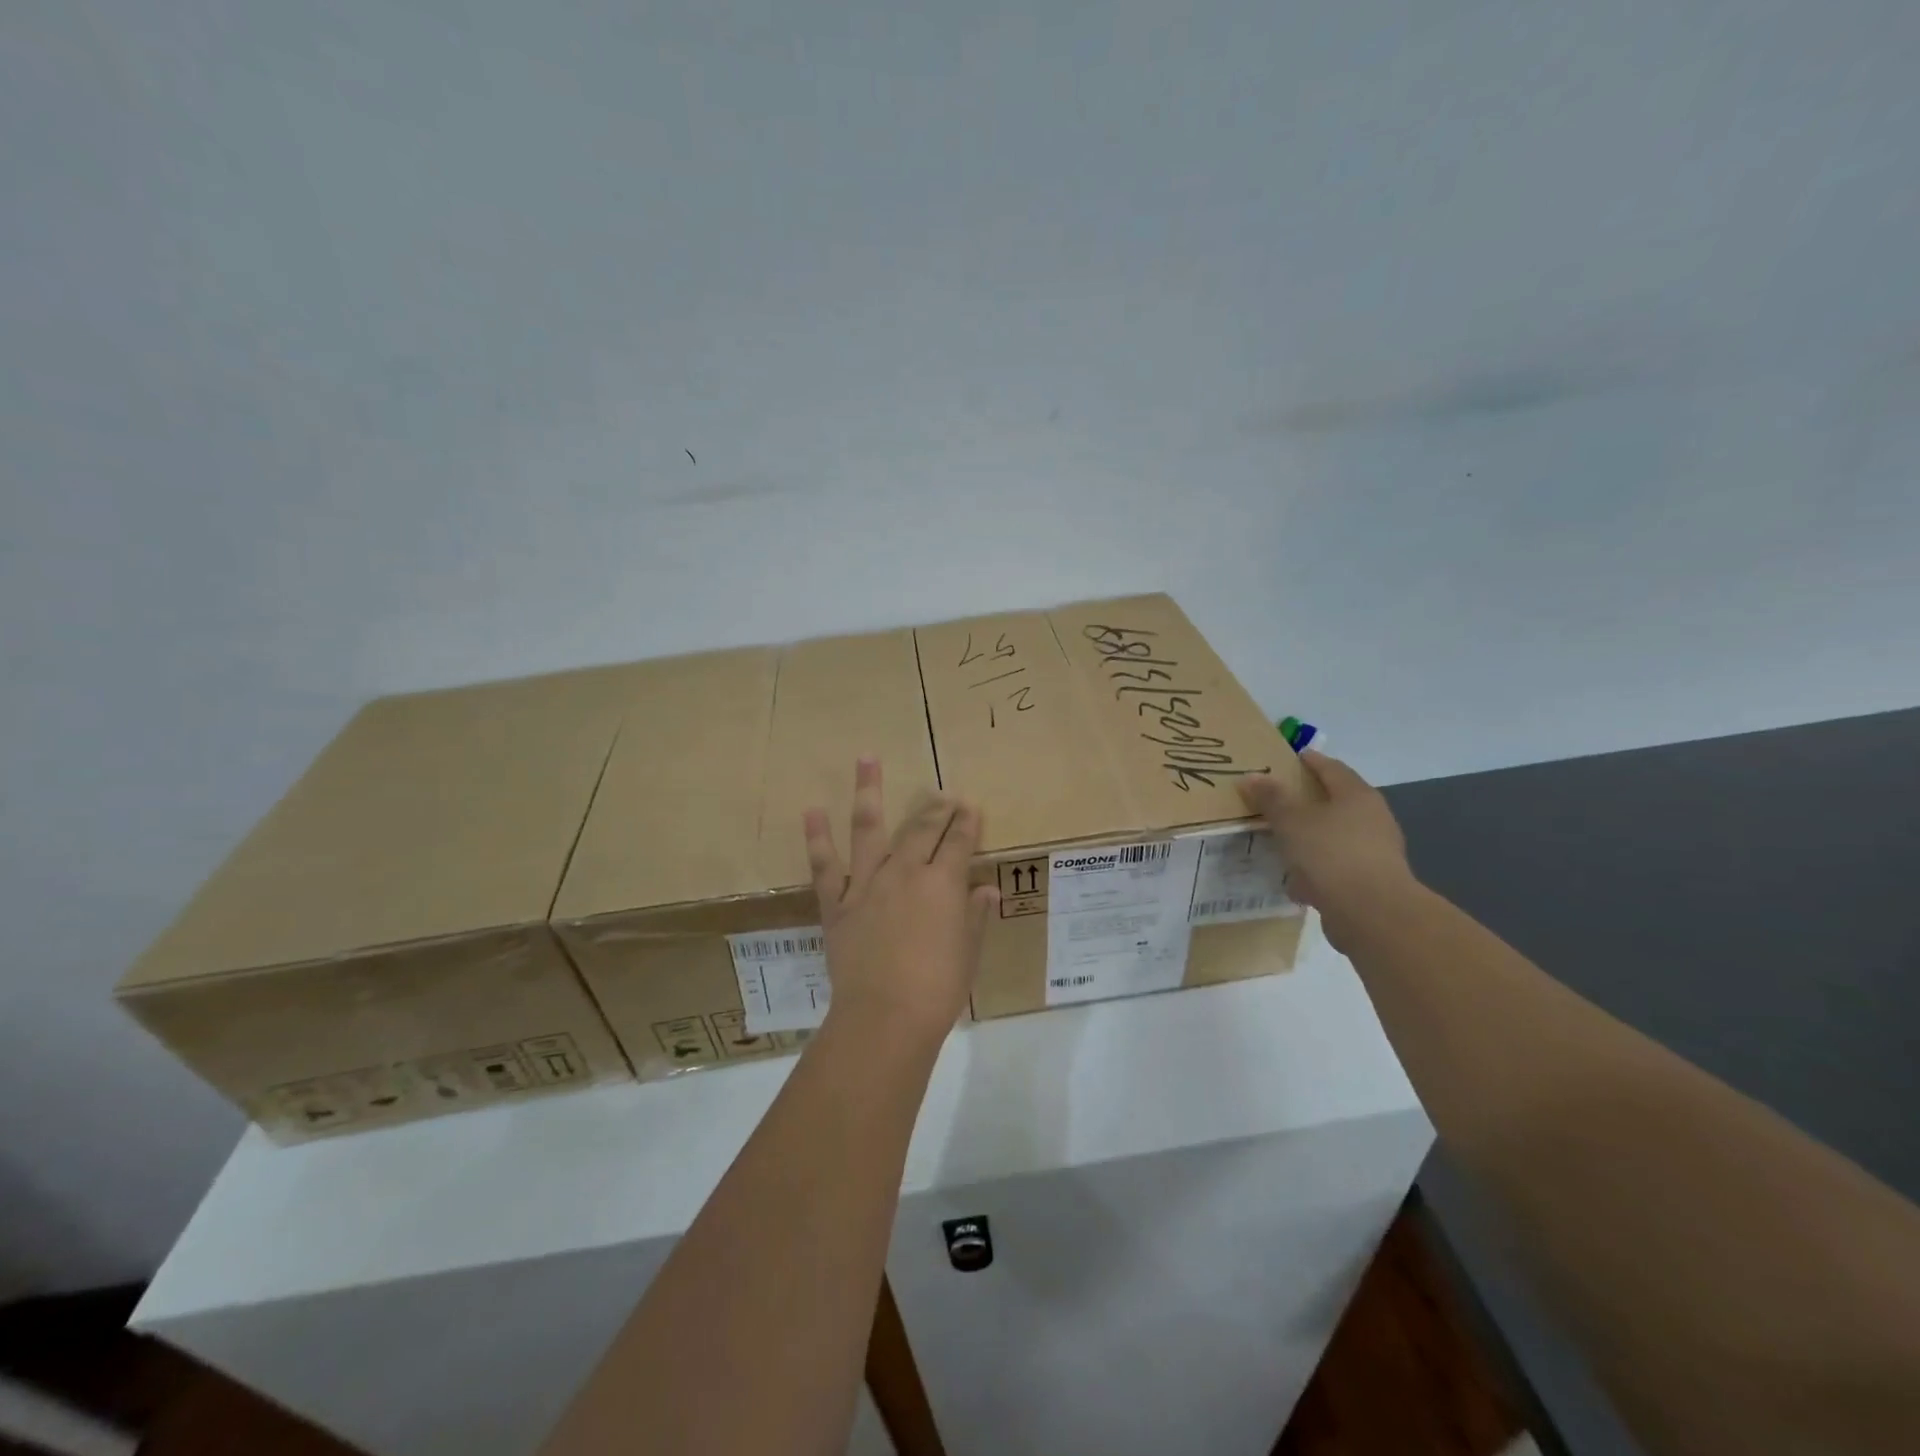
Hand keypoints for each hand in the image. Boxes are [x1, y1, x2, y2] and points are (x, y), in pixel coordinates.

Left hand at [804, 758, 998, 1042]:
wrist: (884, 1017)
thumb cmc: (937, 989)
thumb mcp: (968, 952)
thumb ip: (975, 916)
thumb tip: (985, 890)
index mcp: (943, 884)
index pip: (959, 842)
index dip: (967, 822)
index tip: (970, 805)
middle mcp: (905, 872)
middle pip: (922, 828)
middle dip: (934, 806)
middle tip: (940, 792)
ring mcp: (867, 884)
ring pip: (869, 828)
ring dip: (868, 791)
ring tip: (866, 758)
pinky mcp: (837, 903)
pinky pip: (825, 865)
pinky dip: (817, 837)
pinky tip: (812, 810)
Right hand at [1238, 750, 1416, 947]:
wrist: (1372, 913)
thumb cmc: (1331, 854)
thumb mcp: (1292, 821)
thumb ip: (1271, 798)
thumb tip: (1251, 776)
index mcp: (1357, 795)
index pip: (1332, 768)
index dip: (1310, 761)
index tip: (1291, 757)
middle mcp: (1372, 819)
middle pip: (1336, 801)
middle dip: (1309, 800)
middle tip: (1279, 798)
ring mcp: (1374, 852)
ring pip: (1335, 836)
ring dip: (1311, 837)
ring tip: (1281, 841)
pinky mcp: (1369, 882)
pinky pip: (1336, 867)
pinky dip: (1316, 868)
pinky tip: (1295, 880)